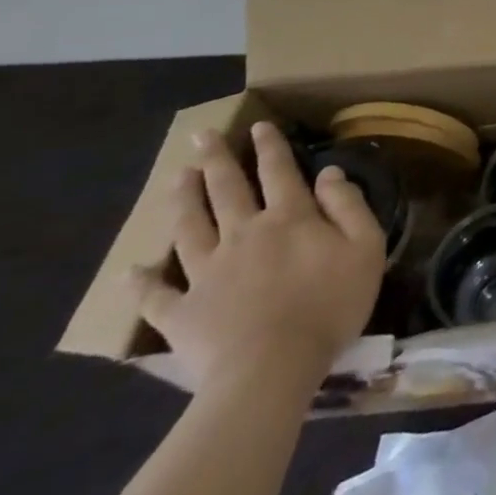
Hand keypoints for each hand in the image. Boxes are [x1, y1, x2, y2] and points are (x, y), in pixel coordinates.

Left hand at [130, 121, 386, 390]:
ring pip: (189, 227)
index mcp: (289, 218)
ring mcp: (206, 273)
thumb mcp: (364, 246)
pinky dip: (142, 283)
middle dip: (215, 160)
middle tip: (201, 136)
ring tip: (176, 177)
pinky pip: (156, 295)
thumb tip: (329, 172)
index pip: (279, 172)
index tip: (259, 125)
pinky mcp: (181, 313)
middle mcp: (243, 234)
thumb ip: (348, 205)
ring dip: (182, 200)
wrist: (272, 369)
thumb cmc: (330, 304)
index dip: (270, 147)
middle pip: (226, 190)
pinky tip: (131, 272)